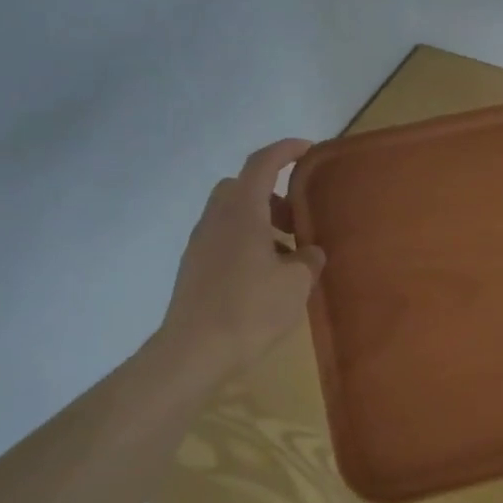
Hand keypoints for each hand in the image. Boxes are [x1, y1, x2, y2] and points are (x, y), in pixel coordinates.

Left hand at [152, 138, 325, 390]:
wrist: (193, 353)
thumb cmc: (250, 309)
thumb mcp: (296, 283)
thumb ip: (308, 259)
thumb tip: (309, 251)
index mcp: (242, 211)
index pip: (262, 163)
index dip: (285, 150)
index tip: (308, 149)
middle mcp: (216, 219)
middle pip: (243, 187)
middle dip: (273, 193)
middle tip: (297, 217)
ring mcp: (200, 243)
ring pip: (232, 214)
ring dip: (260, 221)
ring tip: (287, 253)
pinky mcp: (194, 267)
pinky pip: (224, 238)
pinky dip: (247, 241)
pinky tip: (265, 275)